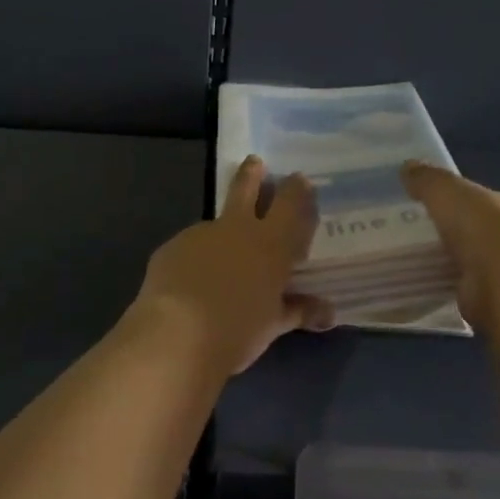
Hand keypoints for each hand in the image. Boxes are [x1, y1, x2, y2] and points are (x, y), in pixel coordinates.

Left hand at [136, 156, 333, 376]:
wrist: (176, 336)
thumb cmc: (236, 332)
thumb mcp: (272, 325)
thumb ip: (298, 311)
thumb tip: (328, 312)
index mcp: (270, 244)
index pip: (291, 204)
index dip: (297, 189)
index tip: (300, 180)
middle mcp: (237, 229)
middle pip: (245, 188)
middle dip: (252, 174)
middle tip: (254, 162)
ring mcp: (201, 234)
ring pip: (216, 224)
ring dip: (221, 233)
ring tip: (219, 262)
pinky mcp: (171, 247)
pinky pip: (190, 249)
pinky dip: (196, 260)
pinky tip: (191, 283)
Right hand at [400, 161, 499, 327]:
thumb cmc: (478, 225)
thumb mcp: (445, 190)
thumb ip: (427, 179)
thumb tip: (407, 166)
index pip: (478, 199)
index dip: (454, 199)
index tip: (426, 203)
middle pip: (473, 230)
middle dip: (448, 231)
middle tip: (411, 232)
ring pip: (467, 260)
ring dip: (445, 260)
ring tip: (410, 258)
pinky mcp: (489, 298)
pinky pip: (459, 287)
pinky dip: (443, 284)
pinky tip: (420, 282)